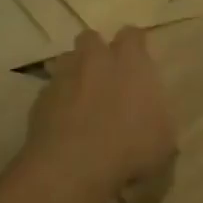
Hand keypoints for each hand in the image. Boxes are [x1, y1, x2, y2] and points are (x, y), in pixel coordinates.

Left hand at [28, 28, 176, 192]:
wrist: (72, 168)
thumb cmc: (129, 148)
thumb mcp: (163, 141)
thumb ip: (160, 120)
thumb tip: (156, 120)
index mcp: (130, 62)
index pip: (132, 35)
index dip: (134, 45)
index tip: (138, 60)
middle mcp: (95, 61)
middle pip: (91, 38)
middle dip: (97, 51)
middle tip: (106, 75)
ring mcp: (63, 78)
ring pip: (66, 61)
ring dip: (74, 73)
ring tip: (81, 97)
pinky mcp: (39, 101)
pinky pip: (49, 92)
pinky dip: (56, 102)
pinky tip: (63, 124)